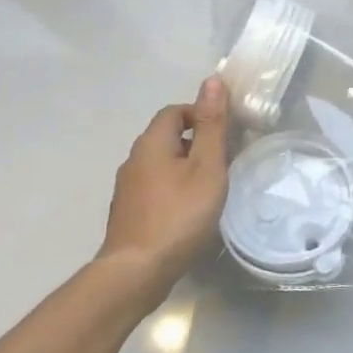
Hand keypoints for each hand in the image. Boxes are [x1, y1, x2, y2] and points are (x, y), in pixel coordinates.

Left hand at [96, 77, 229, 286]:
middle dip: (196, 142)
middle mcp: (133, 159)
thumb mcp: (206, 166)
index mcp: (151, 143)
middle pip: (167, 136)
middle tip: (224, 161)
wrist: (137, 271)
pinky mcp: (129, 212)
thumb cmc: (179, 214)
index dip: (201, 114)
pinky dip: (174, 188)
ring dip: (185, 166)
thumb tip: (213, 81)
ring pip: (161, 163)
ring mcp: (127, 188)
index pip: (175, 111)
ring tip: (211, 187)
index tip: (226, 135)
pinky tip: (189, 210)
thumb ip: (211, 125)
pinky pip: (155, 186)